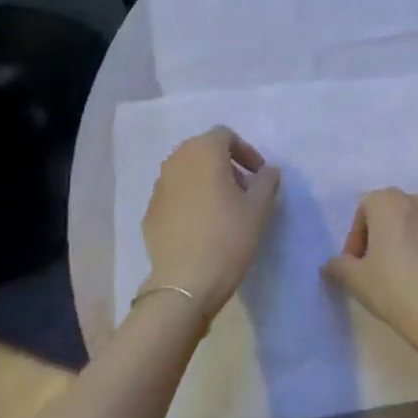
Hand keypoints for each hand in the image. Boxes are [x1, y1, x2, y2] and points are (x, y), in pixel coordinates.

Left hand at [141, 127, 280, 320]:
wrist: (185, 282)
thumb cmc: (228, 237)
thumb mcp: (259, 208)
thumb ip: (267, 181)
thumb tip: (267, 171)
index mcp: (203, 153)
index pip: (224, 135)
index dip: (245, 151)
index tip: (258, 174)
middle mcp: (175, 162)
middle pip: (202, 150)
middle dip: (225, 164)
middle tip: (243, 189)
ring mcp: (158, 187)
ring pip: (186, 172)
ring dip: (206, 181)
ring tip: (224, 208)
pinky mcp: (150, 212)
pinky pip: (174, 195)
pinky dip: (190, 200)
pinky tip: (202, 226)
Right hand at [322, 189, 417, 362]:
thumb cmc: (394, 289)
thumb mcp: (355, 280)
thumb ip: (338, 266)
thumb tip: (331, 265)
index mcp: (389, 202)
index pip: (364, 211)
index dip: (356, 238)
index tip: (355, 265)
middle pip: (392, 214)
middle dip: (381, 237)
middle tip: (375, 269)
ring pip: (417, 226)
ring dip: (406, 243)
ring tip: (402, 276)